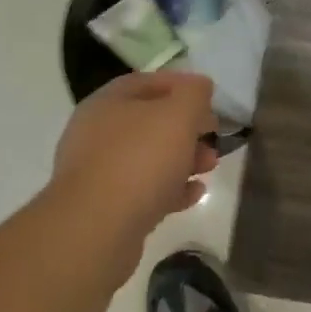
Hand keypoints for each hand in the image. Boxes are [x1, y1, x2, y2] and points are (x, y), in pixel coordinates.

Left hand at [46, 72, 218, 271]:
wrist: (96, 229)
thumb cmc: (140, 159)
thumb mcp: (179, 114)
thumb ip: (194, 94)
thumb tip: (199, 86)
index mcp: (107, 103)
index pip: (147, 82)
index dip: (181, 85)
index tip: (210, 99)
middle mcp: (96, 133)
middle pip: (150, 122)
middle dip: (187, 128)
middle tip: (213, 136)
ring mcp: (98, 172)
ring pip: (148, 158)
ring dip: (183, 159)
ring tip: (210, 167)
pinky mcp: (105, 208)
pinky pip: (144, 190)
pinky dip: (171, 189)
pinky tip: (195, 194)